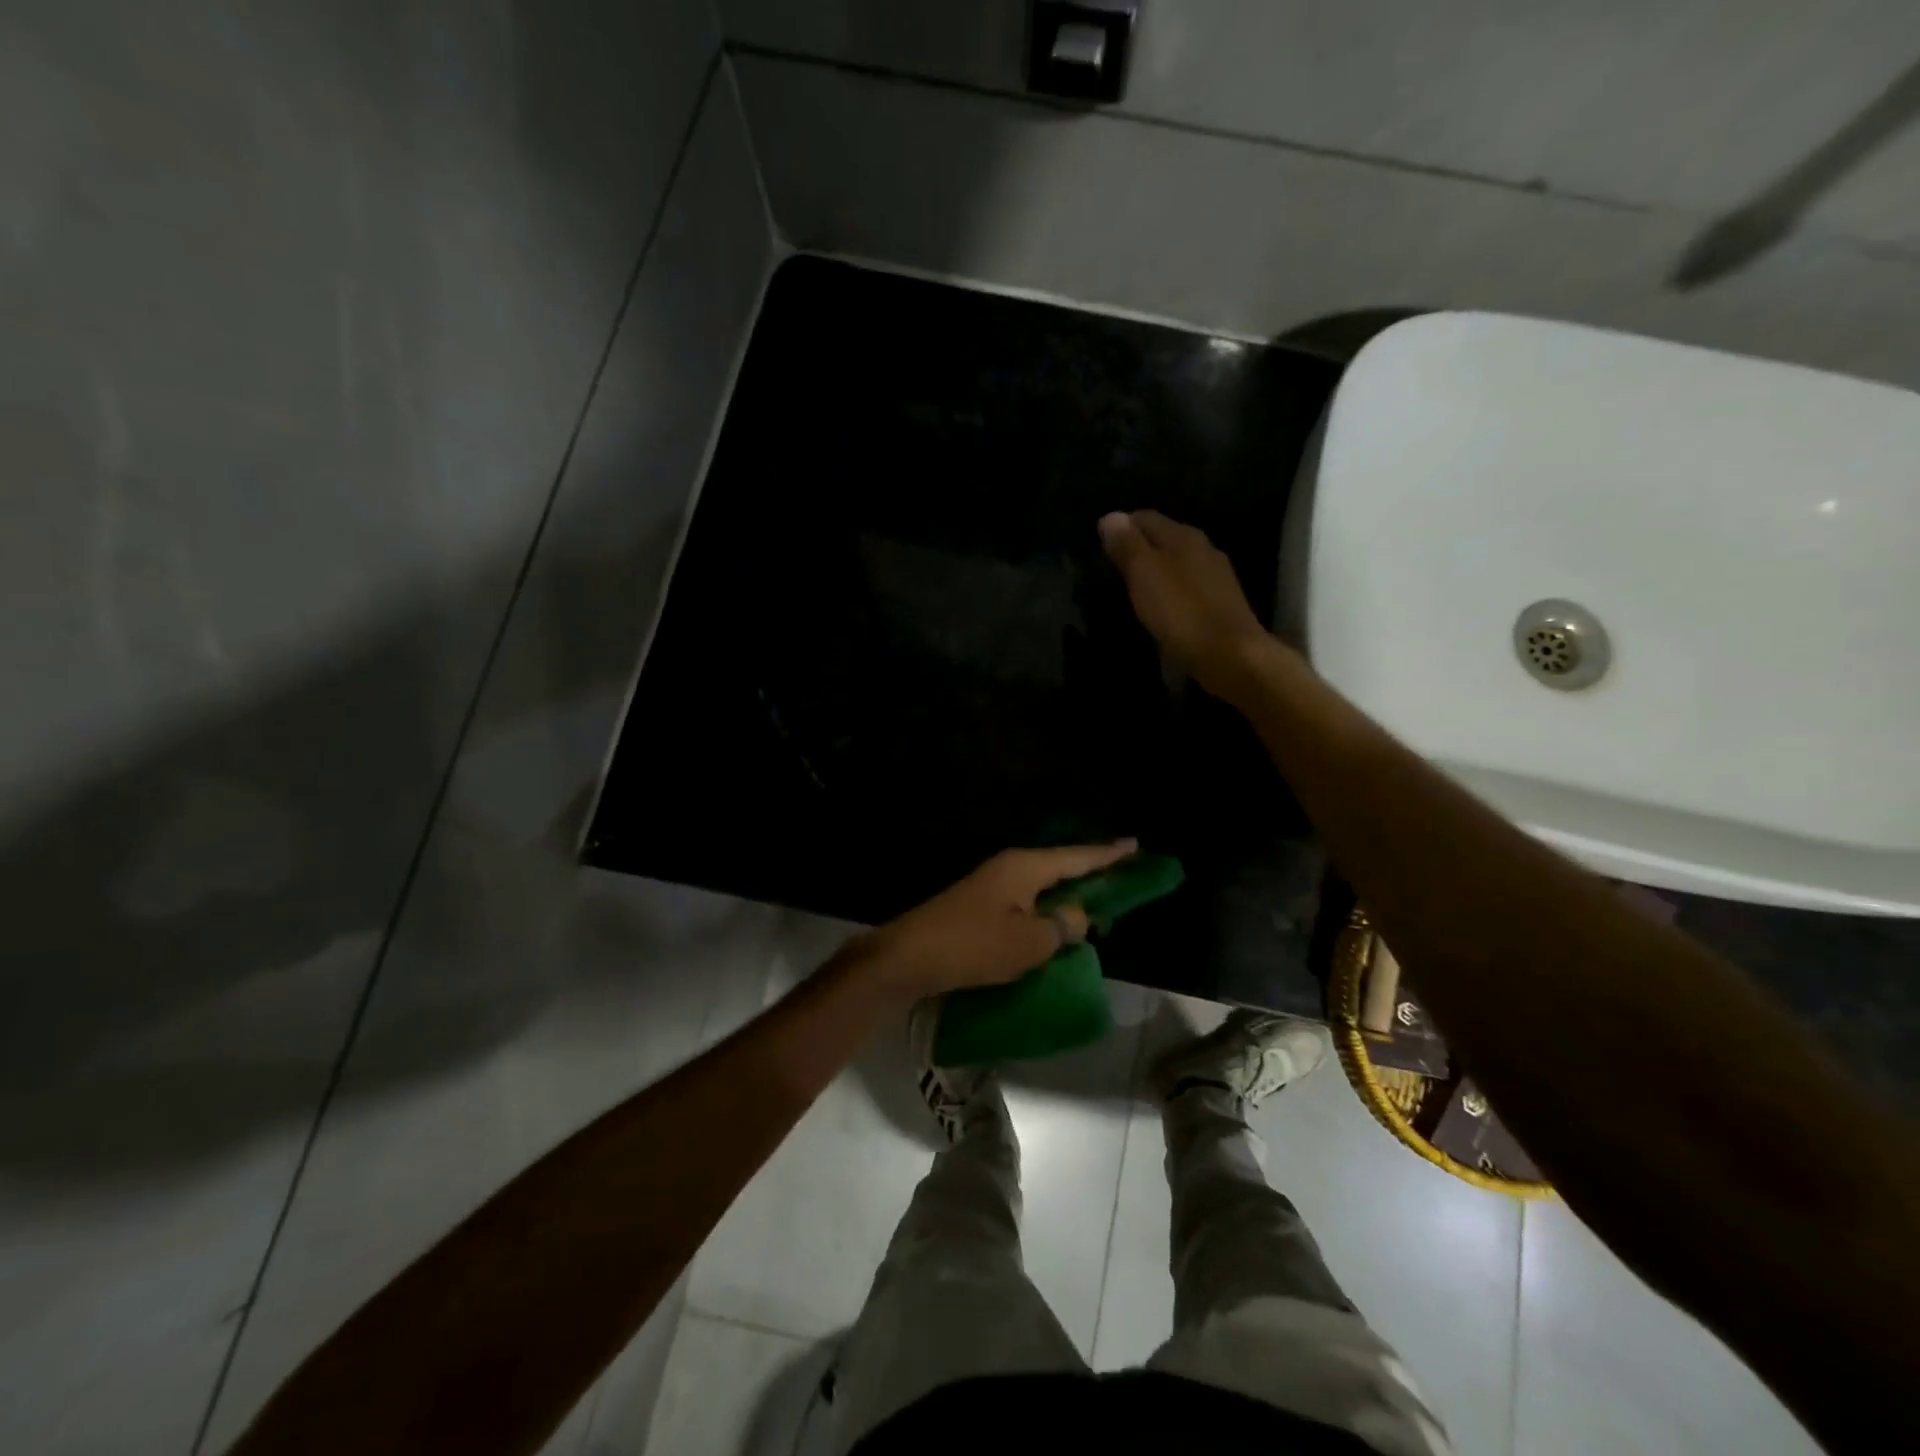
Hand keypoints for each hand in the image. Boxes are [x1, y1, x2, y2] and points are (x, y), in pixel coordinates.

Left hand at [857, 841, 1137, 1000]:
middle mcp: (1010, 868)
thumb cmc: (973, 945)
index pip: (1078, 857)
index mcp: (1025, 867)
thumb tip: (1076, 916)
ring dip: (1068, 900)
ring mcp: (992, 887)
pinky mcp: (980, 908)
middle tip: (1123, 882)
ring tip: (1097, 912)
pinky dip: (1045, 915)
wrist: (909, 957)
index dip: (1109, 855)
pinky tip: (1056, 929)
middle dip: (1092, 876)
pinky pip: (1026, 905)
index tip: (1136, 846)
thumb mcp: (1030, 941)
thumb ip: (1063, 925)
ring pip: (1043, 889)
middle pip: (1061, 868)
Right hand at [1098, 510, 1283, 700]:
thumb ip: (1127, 545)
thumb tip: (1110, 516)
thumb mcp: (1145, 574)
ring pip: (1176, 562)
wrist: (1230, 655)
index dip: (1120, 527)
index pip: (1145, 517)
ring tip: (1132, 589)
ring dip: (1154, 571)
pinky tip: (1159, 608)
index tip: (1099, 546)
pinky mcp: (1220, 603)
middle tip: (1111, 568)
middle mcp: (1203, 548)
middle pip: (1163, 538)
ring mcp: (1215, 576)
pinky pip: (1186, 586)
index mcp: (1183, 536)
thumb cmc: (1181, 612)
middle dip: (1137, 548)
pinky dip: (1169, 590)